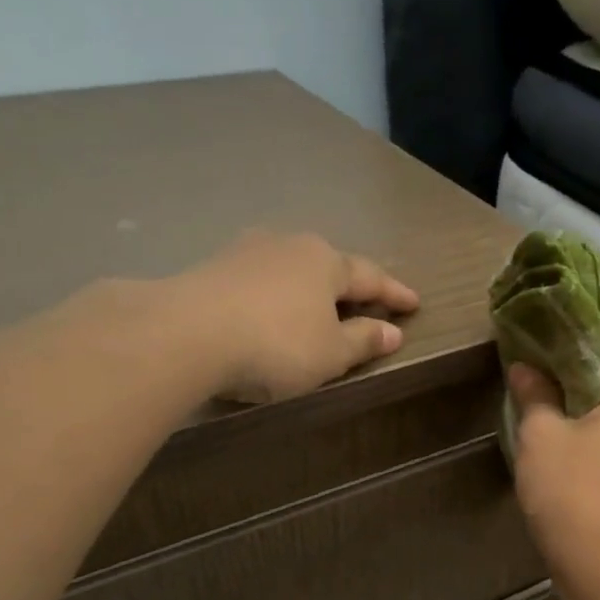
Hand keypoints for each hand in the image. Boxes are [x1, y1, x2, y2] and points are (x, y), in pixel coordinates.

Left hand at [184, 232, 420, 402]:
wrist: (185, 334)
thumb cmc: (276, 344)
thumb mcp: (330, 353)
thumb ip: (363, 341)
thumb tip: (392, 331)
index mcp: (326, 262)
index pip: (370, 277)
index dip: (394, 293)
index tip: (414, 303)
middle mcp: (289, 246)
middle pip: (329, 266)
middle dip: (349, 285)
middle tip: (367, 301)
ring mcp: (247, 252)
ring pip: (291, 269)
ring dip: (308, 288)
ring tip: (317, 304)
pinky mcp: (213, 268)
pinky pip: (260, 281)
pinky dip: (275, 296)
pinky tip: (270, 309)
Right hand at [508, 334, 599, 586]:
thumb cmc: (572, 490)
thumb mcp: (542, 435)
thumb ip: (534, 394)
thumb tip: (524, 367)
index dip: (569, 333)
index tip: (536, 332)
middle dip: (571, 371)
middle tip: (530, 367)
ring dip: (579, 405)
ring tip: (540, 401)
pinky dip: (590, 433)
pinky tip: (560, 439)